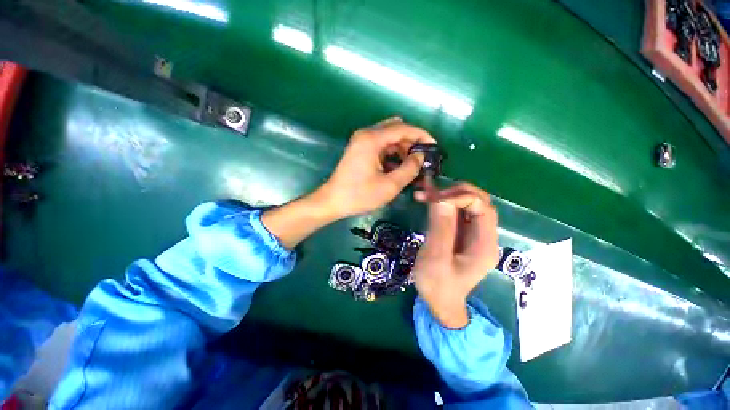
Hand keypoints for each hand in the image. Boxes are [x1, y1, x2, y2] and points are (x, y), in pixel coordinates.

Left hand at [318, 117, 435, 217]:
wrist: (333, 201)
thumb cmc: (359, 195)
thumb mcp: (389, 185)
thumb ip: (409, 169)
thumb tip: (420, 157)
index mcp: (372, 139)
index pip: (403, 128)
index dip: (422, 136)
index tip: (434, 147)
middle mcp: (366, 135)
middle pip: (396, 130)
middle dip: (412, 143)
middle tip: (421, 160)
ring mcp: (361, 142)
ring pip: (389, 138)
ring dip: (402, 149)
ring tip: (412, 167)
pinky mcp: (360, 150)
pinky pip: (381, 146)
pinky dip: (392, 154)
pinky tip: (398, 168)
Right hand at [412, 182, 499, 327]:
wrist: (440, 304)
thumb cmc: (438, 286)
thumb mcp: (436, 258)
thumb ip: (441, 228)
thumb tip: (441, 199)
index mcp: (484, 245)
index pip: (483, 208)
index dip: (461, 197)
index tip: (435, 200)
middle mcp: (483, 236)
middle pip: (479, 202)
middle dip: (455, 193)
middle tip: (430, 195)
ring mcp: (473, 235)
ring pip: (466, 205)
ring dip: (447, 195)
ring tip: (424, 194)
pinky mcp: (461, 234)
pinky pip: (456, 212)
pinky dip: (442, 203)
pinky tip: (427, 199)